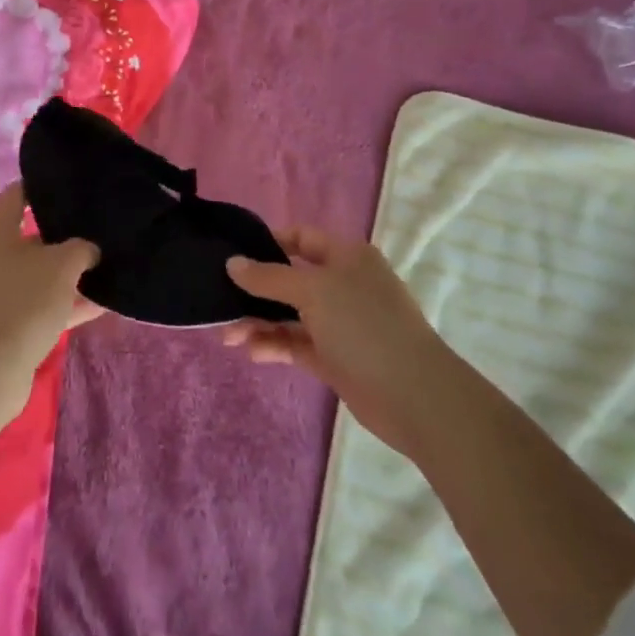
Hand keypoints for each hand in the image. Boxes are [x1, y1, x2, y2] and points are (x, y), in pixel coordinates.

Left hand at [0, 184, 101, 386]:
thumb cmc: (23, 301)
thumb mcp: (62, 264)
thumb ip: (82, 248)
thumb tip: (89, 250)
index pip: (18, 193)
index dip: (43, 185)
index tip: (73, 182)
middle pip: (33, 234)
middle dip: (66, 231)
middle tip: (101, 222)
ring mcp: (2, 291)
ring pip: (43, 272)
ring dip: (72, 271)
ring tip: (110, 261)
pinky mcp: (12, 323)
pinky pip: (47, 304)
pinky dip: (70, 302)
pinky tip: (105, 302)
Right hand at [223, 227, 445, 457]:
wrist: (415, 397)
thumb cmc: (364, 327)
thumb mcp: (313, 292)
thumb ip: (269, 277)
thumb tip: (233, 263)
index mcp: (346, 257)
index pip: (301, 238)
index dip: (267, 243)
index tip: (232, 255)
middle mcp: (343, 285)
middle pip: (290, 278)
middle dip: (255, 290)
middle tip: (219, 302)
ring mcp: (340, 323)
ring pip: (290, 314)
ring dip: (259, 322)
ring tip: (228, 336)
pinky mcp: (335, 357)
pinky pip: (296, 343)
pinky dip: (274, 345)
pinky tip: (251, 352)